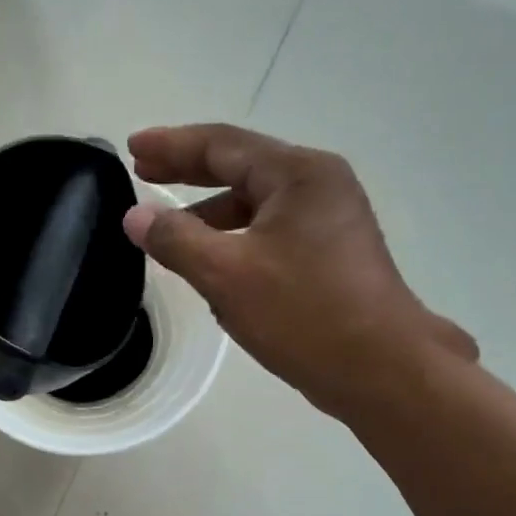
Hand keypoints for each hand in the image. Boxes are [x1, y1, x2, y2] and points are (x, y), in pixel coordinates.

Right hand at [122, 124, 476, 419]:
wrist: (383, 370)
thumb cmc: (304, 314)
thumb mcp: (226, 275)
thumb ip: (175, 239)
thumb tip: (135, 215)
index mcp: (297, 175)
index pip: (222, 144)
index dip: (172, 144)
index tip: (132, 146)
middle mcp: (318, 185)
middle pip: (241, 165)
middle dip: (189, 170)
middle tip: (143, 170)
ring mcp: (329, 218)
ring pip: (256, 202)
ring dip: (210, 210)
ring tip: (169, 225)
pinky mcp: (331, 251)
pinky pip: (270, 230)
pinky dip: (234, 236)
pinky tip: (211, 261)